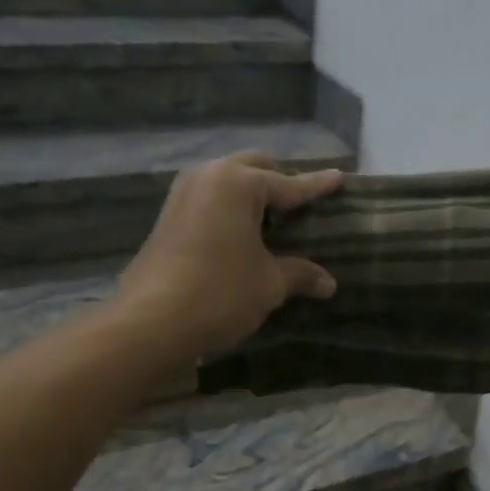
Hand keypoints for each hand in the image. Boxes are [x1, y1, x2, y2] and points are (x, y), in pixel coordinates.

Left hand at [118, 152, 343, 361]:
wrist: (150, 322)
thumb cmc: (219, 294)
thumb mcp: (269, 284)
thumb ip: (300, 274)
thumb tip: (329, 283)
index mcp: (238, 184)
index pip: (289, 184)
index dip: (317, 185)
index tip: (339, 177)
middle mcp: (208, 177)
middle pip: (253, 168)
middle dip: (279, 180)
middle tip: (301, 201)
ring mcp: (182, 194)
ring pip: (226, 179)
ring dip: (250, 191)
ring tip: (272, 214)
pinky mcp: (167, 216)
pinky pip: (209, 198)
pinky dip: (229, 206)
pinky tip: (240, 230)